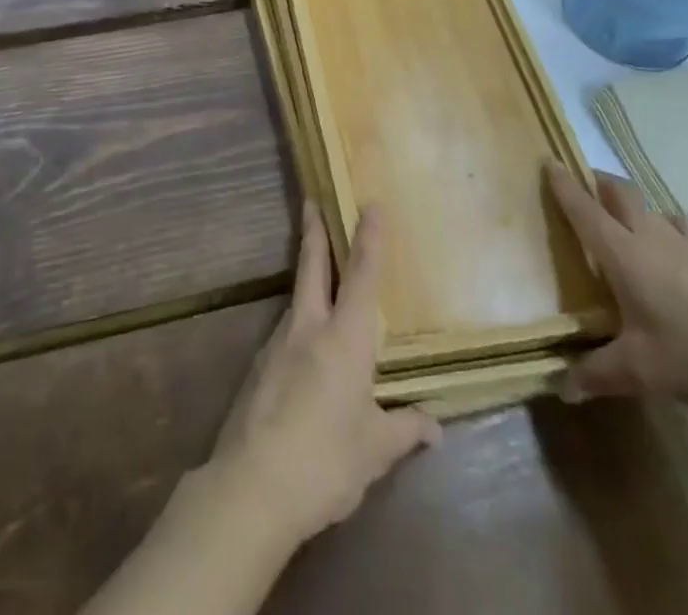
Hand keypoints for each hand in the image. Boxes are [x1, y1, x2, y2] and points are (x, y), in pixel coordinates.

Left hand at [205, 202, 441, 548]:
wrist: (252, 486)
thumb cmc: (326, 461)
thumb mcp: (375, 451)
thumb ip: (405, 431)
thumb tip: (434, 426)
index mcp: (344, 339)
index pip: (362, 276)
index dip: (369, 238)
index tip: (370, 204)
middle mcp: (308, 328)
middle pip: (312, 266)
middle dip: (314, 231)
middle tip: (311, 201)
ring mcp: (277, 344)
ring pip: (297, 298)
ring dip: (307, 278)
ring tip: (320, 280)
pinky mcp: (258, 367)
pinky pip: (285, 333)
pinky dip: (298, 325)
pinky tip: (304, 352)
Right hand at [546, 165, 687, 419]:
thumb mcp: (640, 372)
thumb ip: (597, 374)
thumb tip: (561, 387)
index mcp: (623, 253)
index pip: (585, 210)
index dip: (564, 186)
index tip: (549, 161)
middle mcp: (651, 238)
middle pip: (621, 194)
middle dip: (599, 182)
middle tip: (584, 183)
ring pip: (655, 208)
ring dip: (637, 204)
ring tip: (628, 216)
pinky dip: (673, 228)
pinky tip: (678, 248)